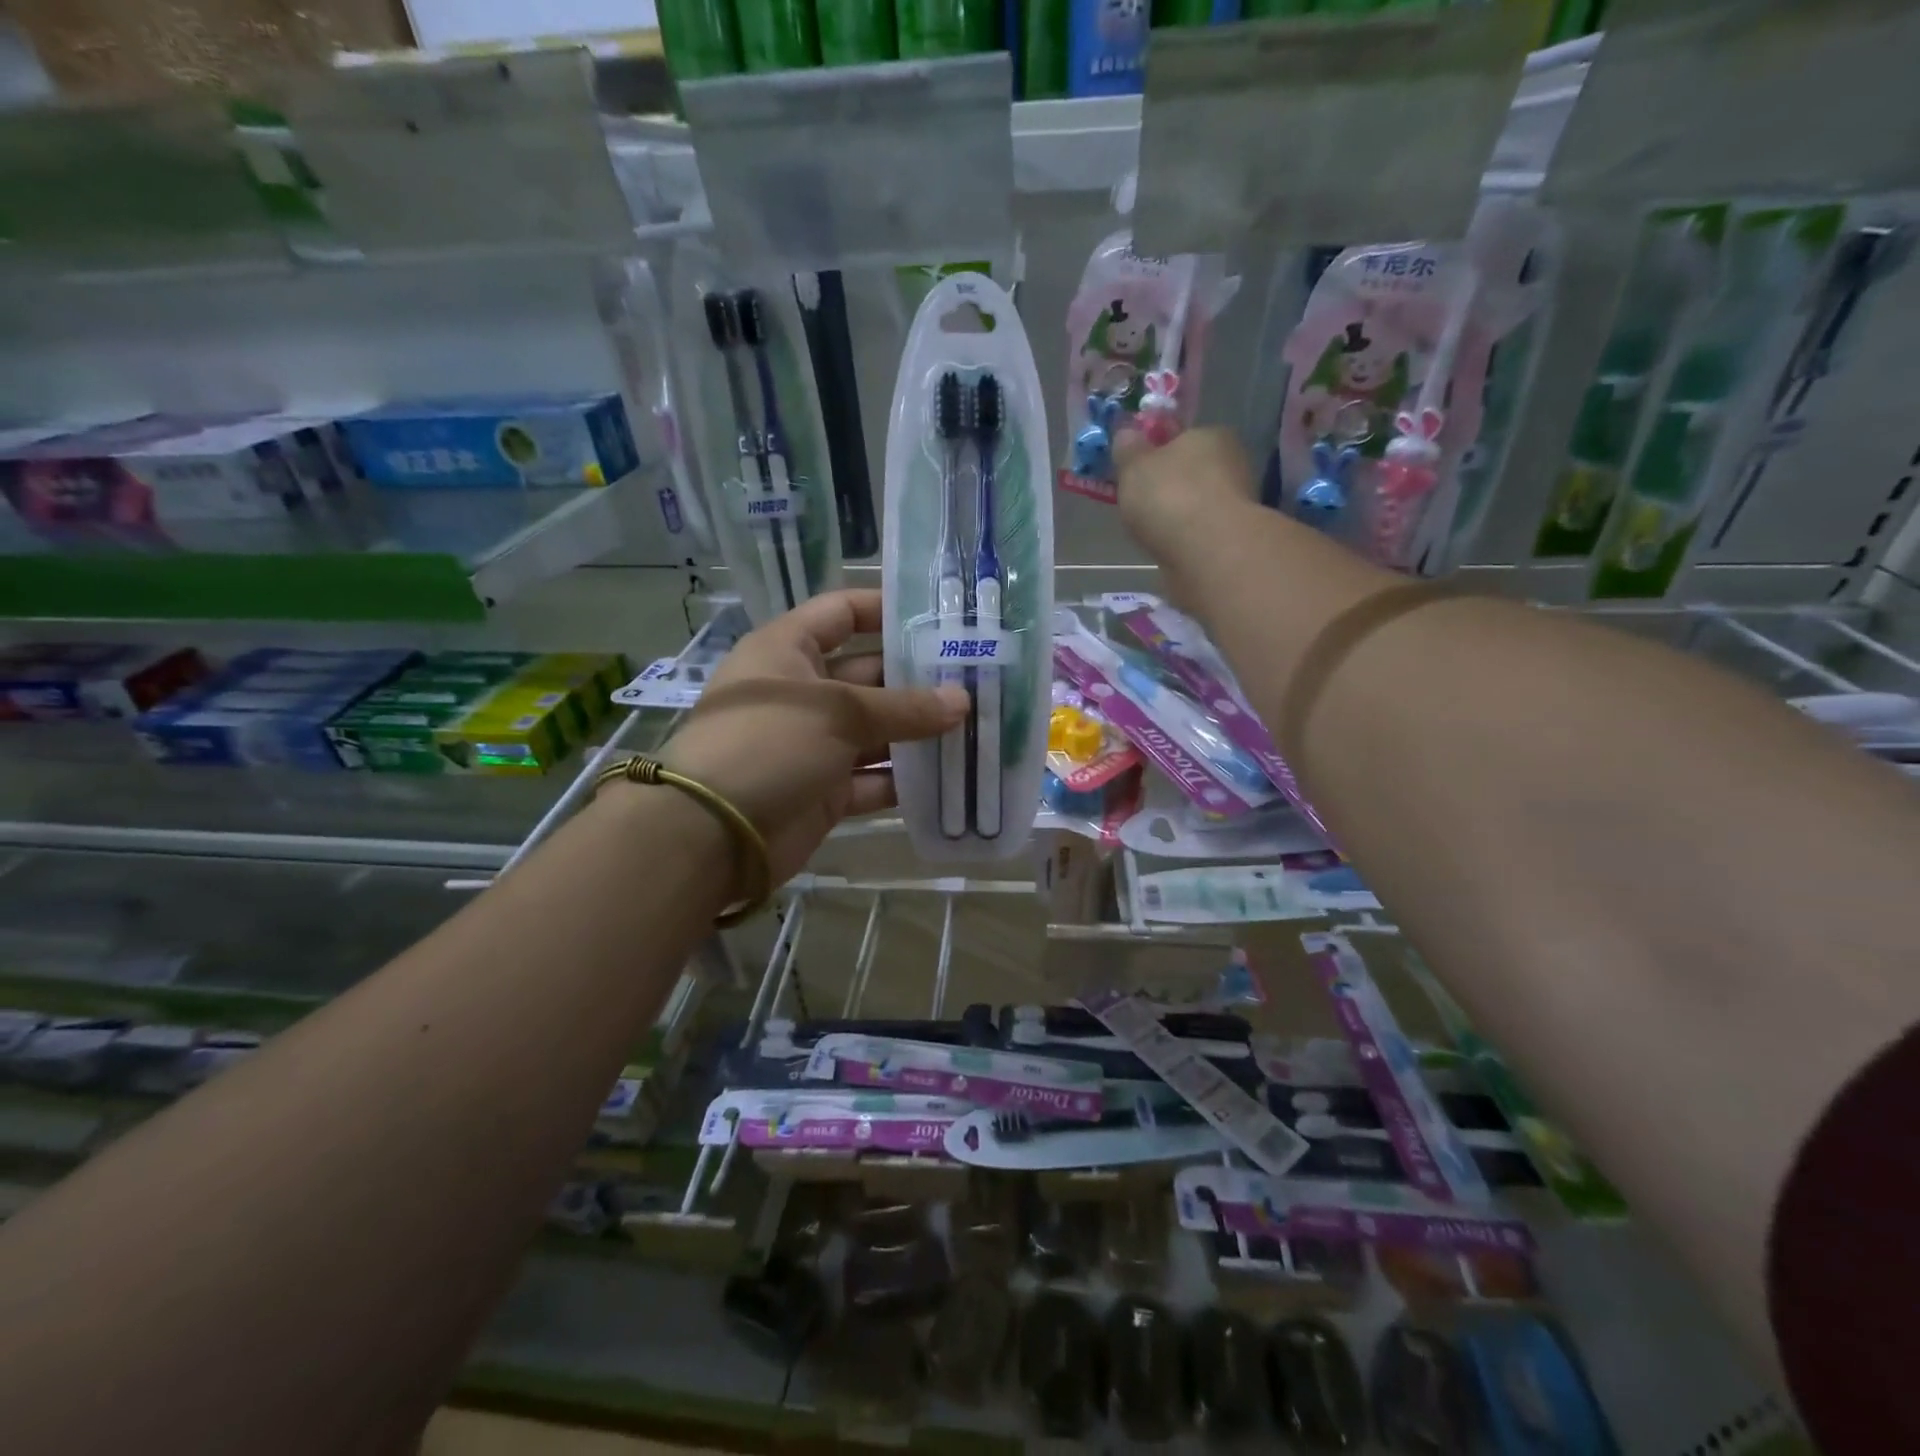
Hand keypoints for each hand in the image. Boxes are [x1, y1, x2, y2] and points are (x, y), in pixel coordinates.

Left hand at [658, 589, 967, 886]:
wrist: (712, 834)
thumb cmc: (768, 744)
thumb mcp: (837, 712)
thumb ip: (904, 707)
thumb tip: (962, 701)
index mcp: (788, 651)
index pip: (842, 613)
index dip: (886, 609)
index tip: (940, 617)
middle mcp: (801, 693)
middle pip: (869, 675)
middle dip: (919, 679)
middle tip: (978, 679)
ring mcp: (812, 745)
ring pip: (876, 731)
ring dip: (919, 733)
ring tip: (976, 726)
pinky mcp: (824, 791)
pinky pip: (873, 779)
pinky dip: (905, 780)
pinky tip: (951, 776)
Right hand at [1114, 426, 1259, 607]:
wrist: (1207, 554)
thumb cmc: (1169, 497)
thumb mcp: (1134, 465)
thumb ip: (1128, 449)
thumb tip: (1127, 434)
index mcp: (1211, 435)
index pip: (1181, 438)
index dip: (1156, 454)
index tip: (1136, 473)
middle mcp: (1231, 464)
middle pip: (1190, 472)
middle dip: (1167, 488)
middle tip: (1138, 506)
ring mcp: (1236, 504)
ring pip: (1196, 505)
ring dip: (1176, 516)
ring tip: (1150, 533)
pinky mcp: (1232, 539)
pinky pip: (1199, 533)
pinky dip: (1184, 539)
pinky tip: (1168, 549)